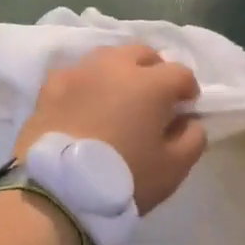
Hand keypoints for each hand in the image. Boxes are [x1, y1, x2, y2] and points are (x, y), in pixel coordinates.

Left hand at [16, 44, 205, 213]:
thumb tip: (191, 121)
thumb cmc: (122, 179)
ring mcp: (80, 72)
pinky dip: (87, 83)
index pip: (181, 73)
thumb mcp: (173, 168)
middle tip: (153, 100)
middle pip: (143, 53)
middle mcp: (115, 66)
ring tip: (117, 98)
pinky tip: (84, 104)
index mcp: (150, 83)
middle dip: (155, 71)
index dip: (188, 91)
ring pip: (108, 57)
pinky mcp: (51, 85)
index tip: (185, 111)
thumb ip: (193, 138)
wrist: (56, 191)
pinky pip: (77, 74)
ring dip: (120, 71)